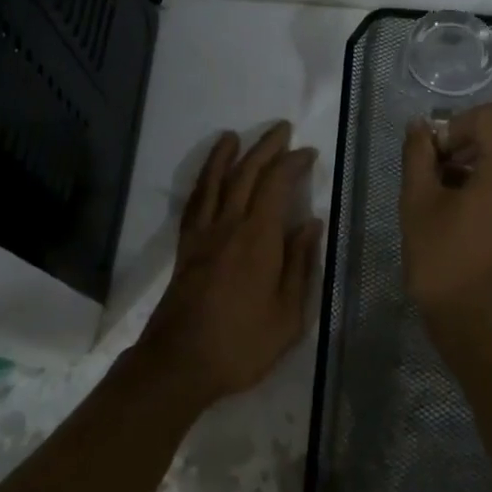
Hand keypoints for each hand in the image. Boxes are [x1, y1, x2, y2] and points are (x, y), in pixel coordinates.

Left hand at [137, 122, 322, 409]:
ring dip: (226, 155)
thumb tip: (311, 223)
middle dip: (265, 147)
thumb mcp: (288, 315)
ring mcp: (202, 234)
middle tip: (281, 128)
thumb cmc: (242, 343)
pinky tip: (206, 177)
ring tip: (233, 135)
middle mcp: (229, 225)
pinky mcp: (185, 247)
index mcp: (258, 238)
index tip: (308, 152)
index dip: (293, 164)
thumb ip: (300, 265)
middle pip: (246, 174)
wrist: (179, 363)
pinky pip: (194, 203)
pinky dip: (201, 182)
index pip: (277, 185)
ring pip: (215, 182)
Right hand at [400, 104, 491, 342]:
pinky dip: (488, 196)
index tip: (434, 157)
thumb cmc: (444, 262)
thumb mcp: (418, 203)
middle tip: (429, 181)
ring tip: (441, 206)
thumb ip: (418, 155)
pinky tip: (461, 226)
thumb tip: (420, 127)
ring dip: (472, 174)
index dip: (456, 125)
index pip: (490, 117)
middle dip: (460, 150)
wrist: (481, 331)